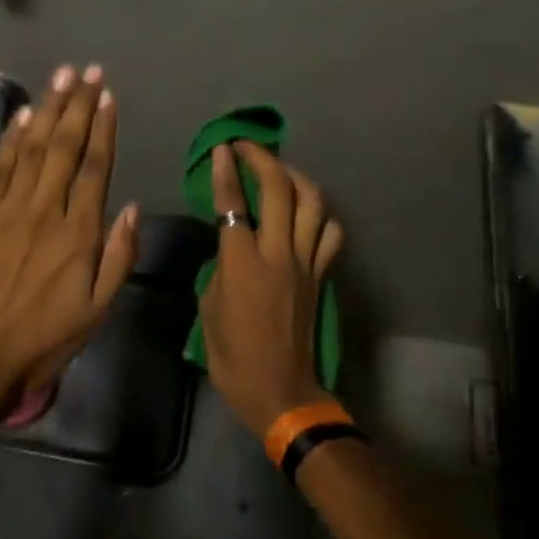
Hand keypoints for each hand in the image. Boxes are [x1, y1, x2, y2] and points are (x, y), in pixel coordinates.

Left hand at [0, 64, 138, 408]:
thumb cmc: (47, 337)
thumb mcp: (99, 309)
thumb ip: (119, 256)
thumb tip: (130, 207)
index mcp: (79, 234)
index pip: (95, 167)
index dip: (103, 128)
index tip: (108, 96)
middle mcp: (45, 212)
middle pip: (64, 147)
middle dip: (78, 105)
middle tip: (88, 71)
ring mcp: (8, 211)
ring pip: (32, 149)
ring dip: (47, 109)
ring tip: (61, 77)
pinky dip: (11, 139)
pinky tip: (23, 116)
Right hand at [199, 141, 344, 437]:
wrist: (281, 391)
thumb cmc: (234, 357)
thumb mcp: (209, 310)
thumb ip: (219, 269)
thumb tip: (230, 248)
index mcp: (242, 264)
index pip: (233, 204)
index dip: (225, 172)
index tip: (221, 149)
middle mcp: (278, 254)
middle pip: (279, 190)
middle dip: (262, 159)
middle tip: (246, 147)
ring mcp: (306, 263)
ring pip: (312, 203)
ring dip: (295, 177)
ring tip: (279, 169)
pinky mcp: (321, 275)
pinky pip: (329, 234)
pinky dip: (321, 215)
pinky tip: (308, 211)